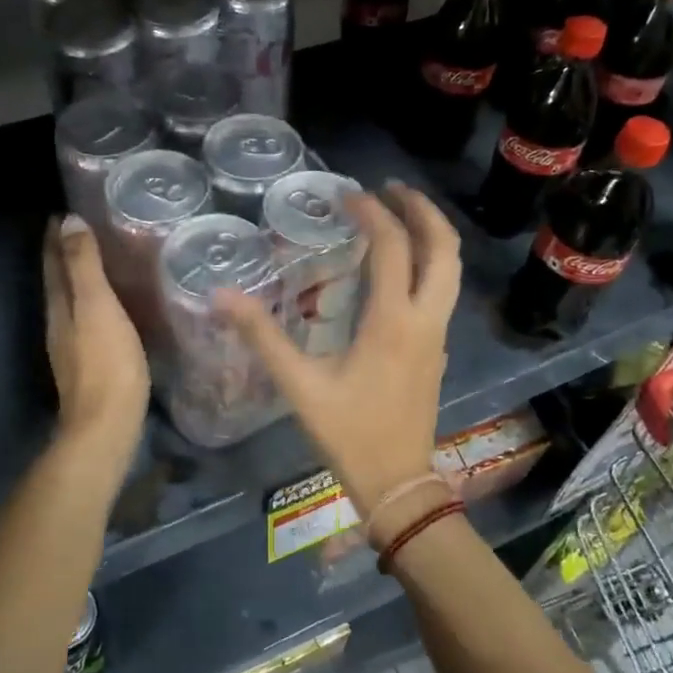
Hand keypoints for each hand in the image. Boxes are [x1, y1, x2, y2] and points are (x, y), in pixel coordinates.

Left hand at [43, 216, 147, 457]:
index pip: (53, 262)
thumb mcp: (97, 307)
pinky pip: (87, 321)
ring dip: (78, 279)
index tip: (61, 211)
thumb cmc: (106, 363)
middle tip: (80, 228)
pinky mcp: (89, 365)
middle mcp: (59, 324)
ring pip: (70, 302)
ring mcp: (72, 348)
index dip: (55, 237)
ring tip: (97, 260)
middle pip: (57, 282)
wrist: (107, 426)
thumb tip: (68, 221)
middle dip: (64, 255)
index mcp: (59, 306)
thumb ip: (83, 266)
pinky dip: (93, 303)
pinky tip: (109, 307)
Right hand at [217, 184, 459, 534]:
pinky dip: (428, 264)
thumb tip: (222, 296)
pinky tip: (397, 270)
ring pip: (450, 270)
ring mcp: (437, 335)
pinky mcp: (436, 351)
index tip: (346, 196)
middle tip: (389, 189)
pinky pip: (442, 292)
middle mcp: (425, 320)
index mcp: (393, 321)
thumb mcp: (299, 386)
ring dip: (430, 235)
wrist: (398, 483)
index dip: (372, 213)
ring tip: (398, 216)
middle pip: (443, 248)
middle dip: (421, 210)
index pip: (392, 247)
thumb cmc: (349, 434)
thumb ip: (262, 337)